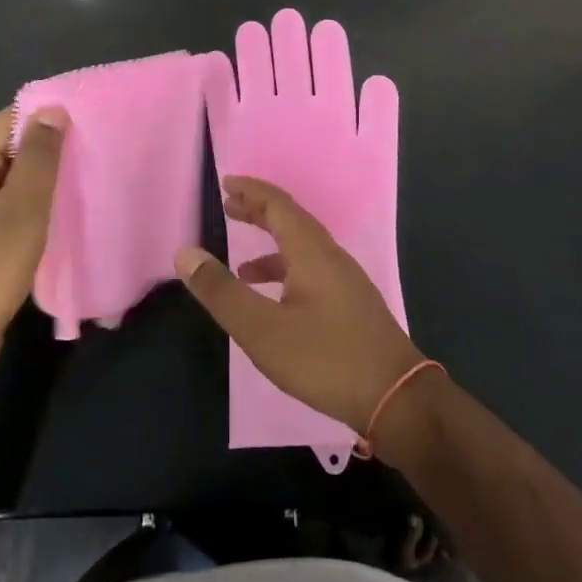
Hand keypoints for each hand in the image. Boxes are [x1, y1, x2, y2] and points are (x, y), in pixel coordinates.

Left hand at [0, 106, 68, 387]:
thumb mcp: (20, 212)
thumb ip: (39, 159)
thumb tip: (53, 110)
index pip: (9, 119)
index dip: (49, 116)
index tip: (94, 119)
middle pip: (10, 147)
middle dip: (52, 148)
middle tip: (100, 150)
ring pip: (13, 180)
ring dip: (46, 180)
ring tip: (92, 176)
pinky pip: (8, 207)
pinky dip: (35, 206)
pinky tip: (67, 213)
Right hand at [175, 177, 423, 434]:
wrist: (396, 398)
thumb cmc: (325, 359)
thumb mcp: (262, 329)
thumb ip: (222, 291)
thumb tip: (185, 253)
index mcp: (311, 251)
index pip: (278, 205)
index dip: (252, 191)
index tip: (227, 183)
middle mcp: (331, 256)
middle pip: (293, 221)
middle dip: (260, 211)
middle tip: (229, 207)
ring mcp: (346, 281)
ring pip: (304, 249)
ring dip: (272, 246)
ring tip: (241, 266)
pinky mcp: (352, 305)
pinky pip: (313, 271)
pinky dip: (287, 273)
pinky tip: (276, 303)